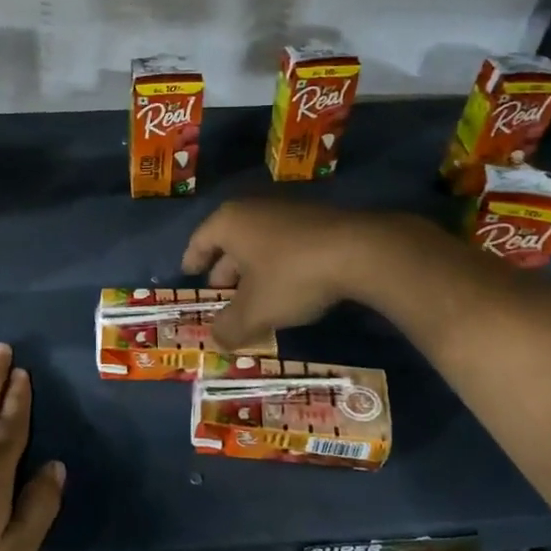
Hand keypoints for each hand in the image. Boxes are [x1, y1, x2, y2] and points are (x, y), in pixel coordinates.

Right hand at [182, 201, 404, 348]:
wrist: (360, 251)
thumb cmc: (291, 275)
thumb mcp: (255, 310)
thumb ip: (230, 327)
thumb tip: (216, 340)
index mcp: (229, 222)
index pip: (199, 241)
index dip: (193, 261)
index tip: (190, 276)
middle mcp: (254, 209)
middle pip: (230, 242)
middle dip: (225, 271)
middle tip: (222, 297)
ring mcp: (288, 211)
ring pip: (260, 244)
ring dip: (254, 271)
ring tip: (255, 299)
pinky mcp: (318, 221)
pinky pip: (286, 245)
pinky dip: (279, 266)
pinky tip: (288, 290)